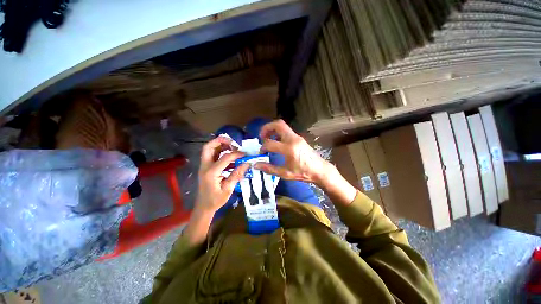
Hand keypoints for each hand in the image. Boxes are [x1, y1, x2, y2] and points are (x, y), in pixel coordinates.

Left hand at [195, 136, 248, 212]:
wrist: (203, 207)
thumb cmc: (216, 200)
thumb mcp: (228, 189)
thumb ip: (237, 174)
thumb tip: (247, 163)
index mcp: (211, 172)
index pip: (225, 157)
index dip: (236, 154)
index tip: (245, 154)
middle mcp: (205, 166)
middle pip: (208, 147)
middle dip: (220, 141)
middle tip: (232, 142)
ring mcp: (204, 166)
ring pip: (209, 149)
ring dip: (219, 145)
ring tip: (231, 146)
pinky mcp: (205, 168)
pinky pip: (211, 155)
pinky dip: (219, 152)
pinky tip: (229, 156)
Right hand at [254, 119, 329, 185]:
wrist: (319, 170)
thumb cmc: (303, 173)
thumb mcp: (285, 173)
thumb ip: (269, 168)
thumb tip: (256, 165)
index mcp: (289, 149)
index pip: (270, 143)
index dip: (262, 147)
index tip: (261, 152)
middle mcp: (292, 139)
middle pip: (278, 124)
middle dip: (266, 128)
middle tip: (261, 136)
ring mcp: (297, 137)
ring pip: (282, 125)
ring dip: (272, 129)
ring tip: (267, 137)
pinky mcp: (299, 138)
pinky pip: (286, 130)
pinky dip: (278, 132)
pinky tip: (276, 140)